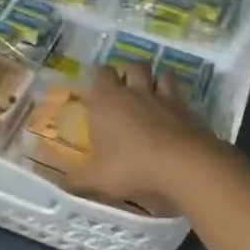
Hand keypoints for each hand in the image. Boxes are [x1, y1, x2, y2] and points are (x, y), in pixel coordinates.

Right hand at [69, 63, 235, 213]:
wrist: (184, 164)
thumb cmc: (132, 166)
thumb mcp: (98, 179)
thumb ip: (78, 180)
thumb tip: (61, 183)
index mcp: (107, 100)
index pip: (101, 73)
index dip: (100, 78)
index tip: (99, 91)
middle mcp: (135, 92)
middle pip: (133, 66)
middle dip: (129, 73)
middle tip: (126, 91)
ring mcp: (164, 98)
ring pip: (161, 73)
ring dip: (157, 80)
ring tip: (153, 95)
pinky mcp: (188, 110)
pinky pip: (181, 96)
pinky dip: (176, 102)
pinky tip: (175, 117)